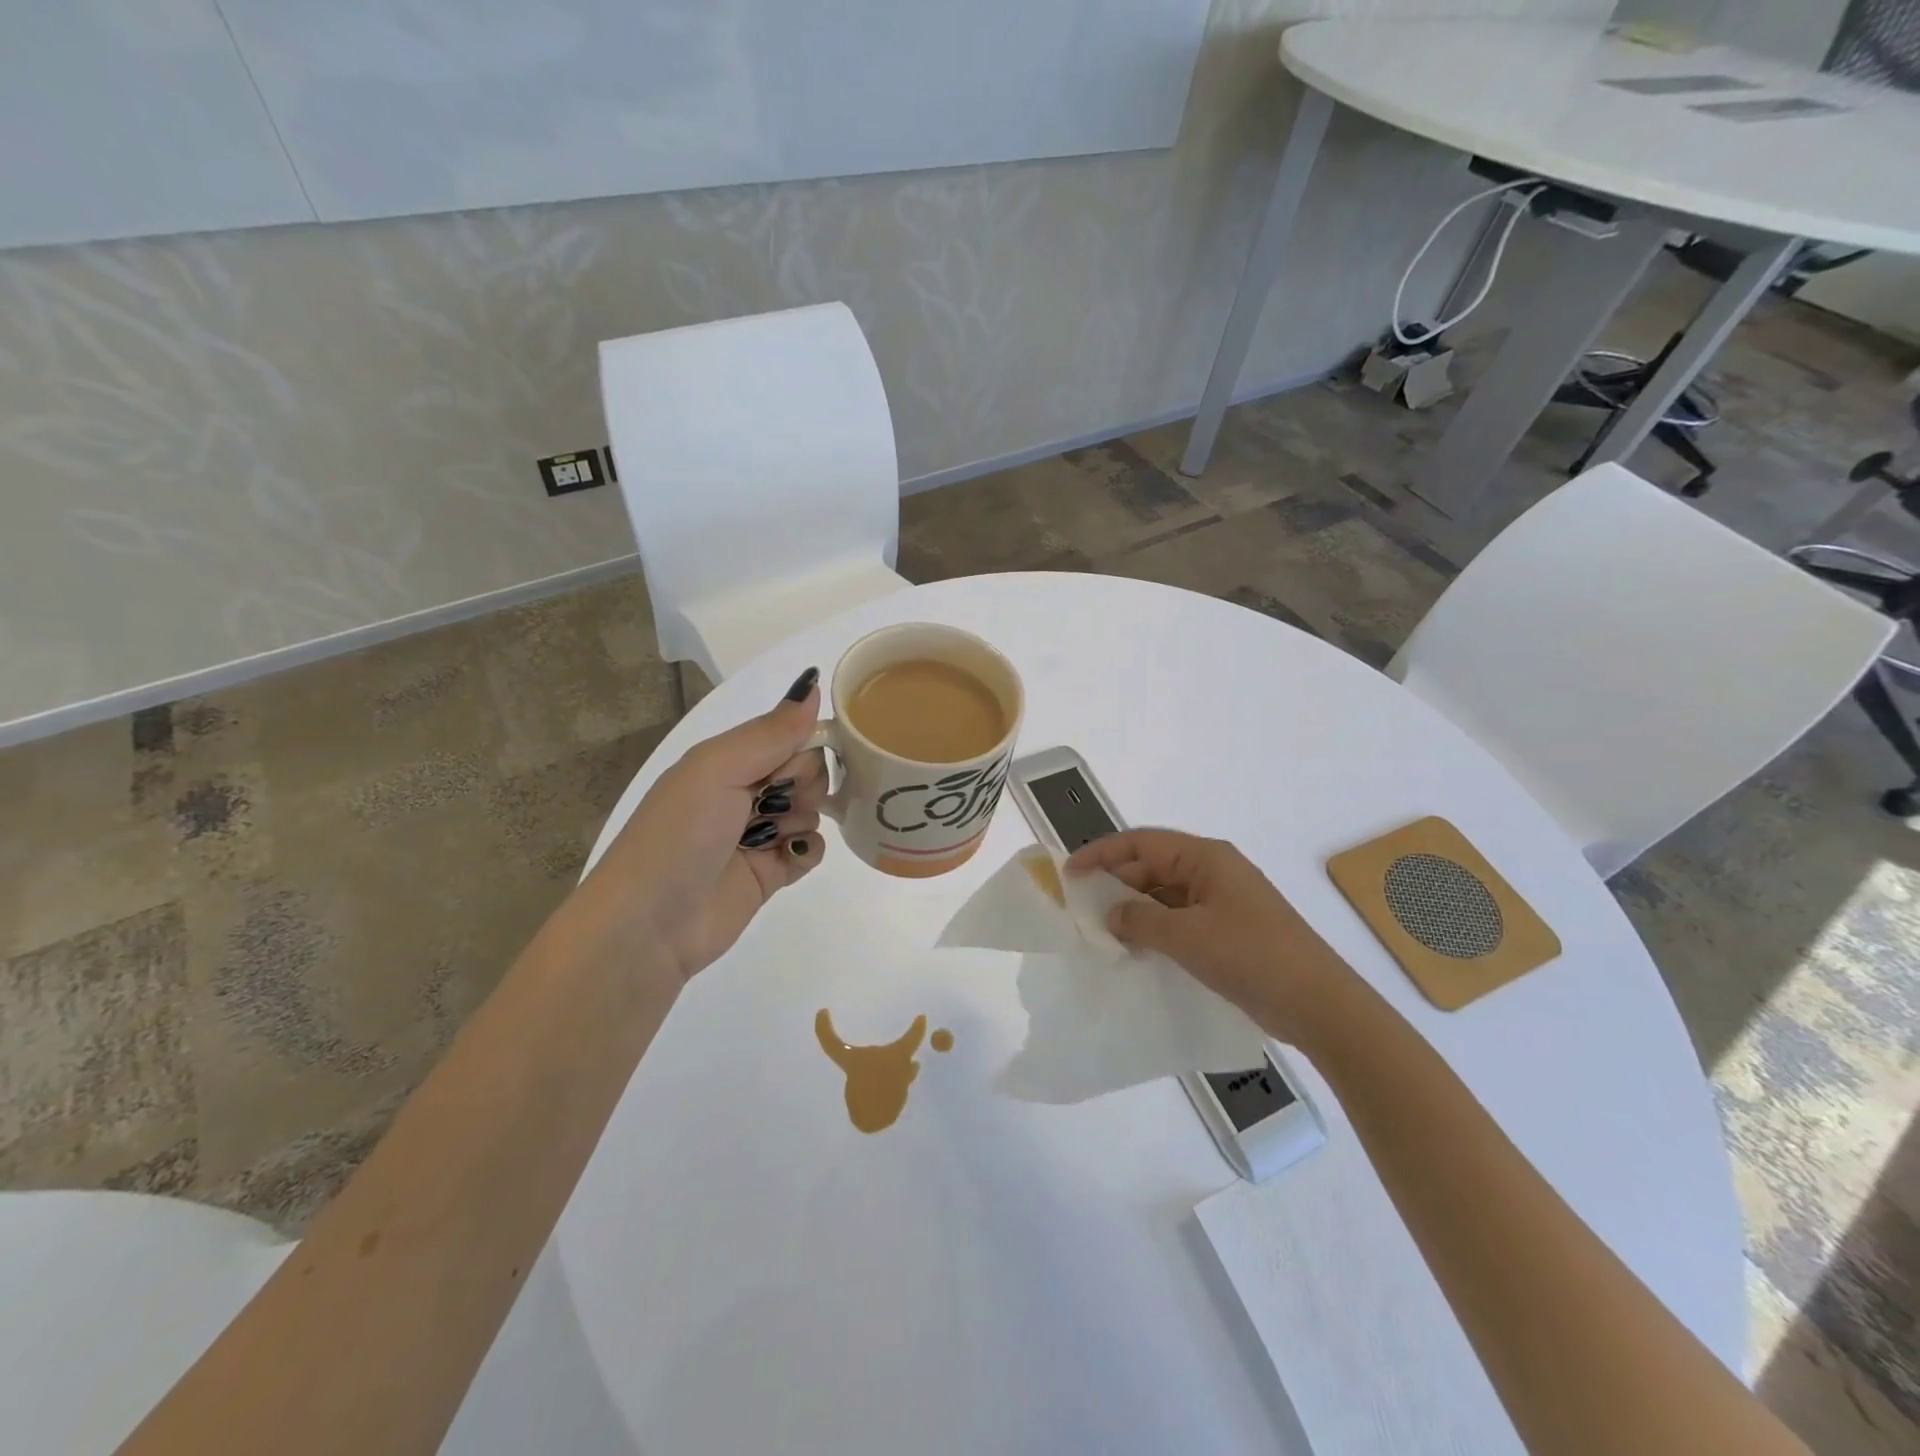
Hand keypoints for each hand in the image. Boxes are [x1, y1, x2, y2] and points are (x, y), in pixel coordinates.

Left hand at [577, 667, 830, 979]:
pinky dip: (807, 852)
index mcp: (728, 760)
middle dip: (804, 785)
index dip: (804, 747)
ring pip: (814, 810)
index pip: (790, 736)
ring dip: (802, 820)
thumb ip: (771, 732)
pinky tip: (786, 860)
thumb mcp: (718, 769)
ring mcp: (759, 834)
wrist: (650, 925)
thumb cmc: (680, 834)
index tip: (794, 767)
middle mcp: (745, 792)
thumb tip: (812, 683)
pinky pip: (812, 849)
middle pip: (808, 772)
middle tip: (774, 805)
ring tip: (772, 838)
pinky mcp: (771, 873)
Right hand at [1066, 829, 1356, 1045]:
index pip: (1141, 843)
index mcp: (1205, 857)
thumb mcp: (1187, 937)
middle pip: (1152, 866)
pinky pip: (1181, 919)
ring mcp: (1223, 901)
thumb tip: (1111, 914)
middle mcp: (1213, 871)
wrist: (1319, 1004)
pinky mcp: (1229, 930)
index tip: (1070, 872)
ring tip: (1103, 933)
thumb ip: (1140, 920)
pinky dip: (1156, 930)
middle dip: (1116, 884)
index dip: (1101, 853)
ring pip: (1165, 895)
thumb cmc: (1251, 956)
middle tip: (1082, 909)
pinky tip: (1137, 950)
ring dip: (1135, 910)